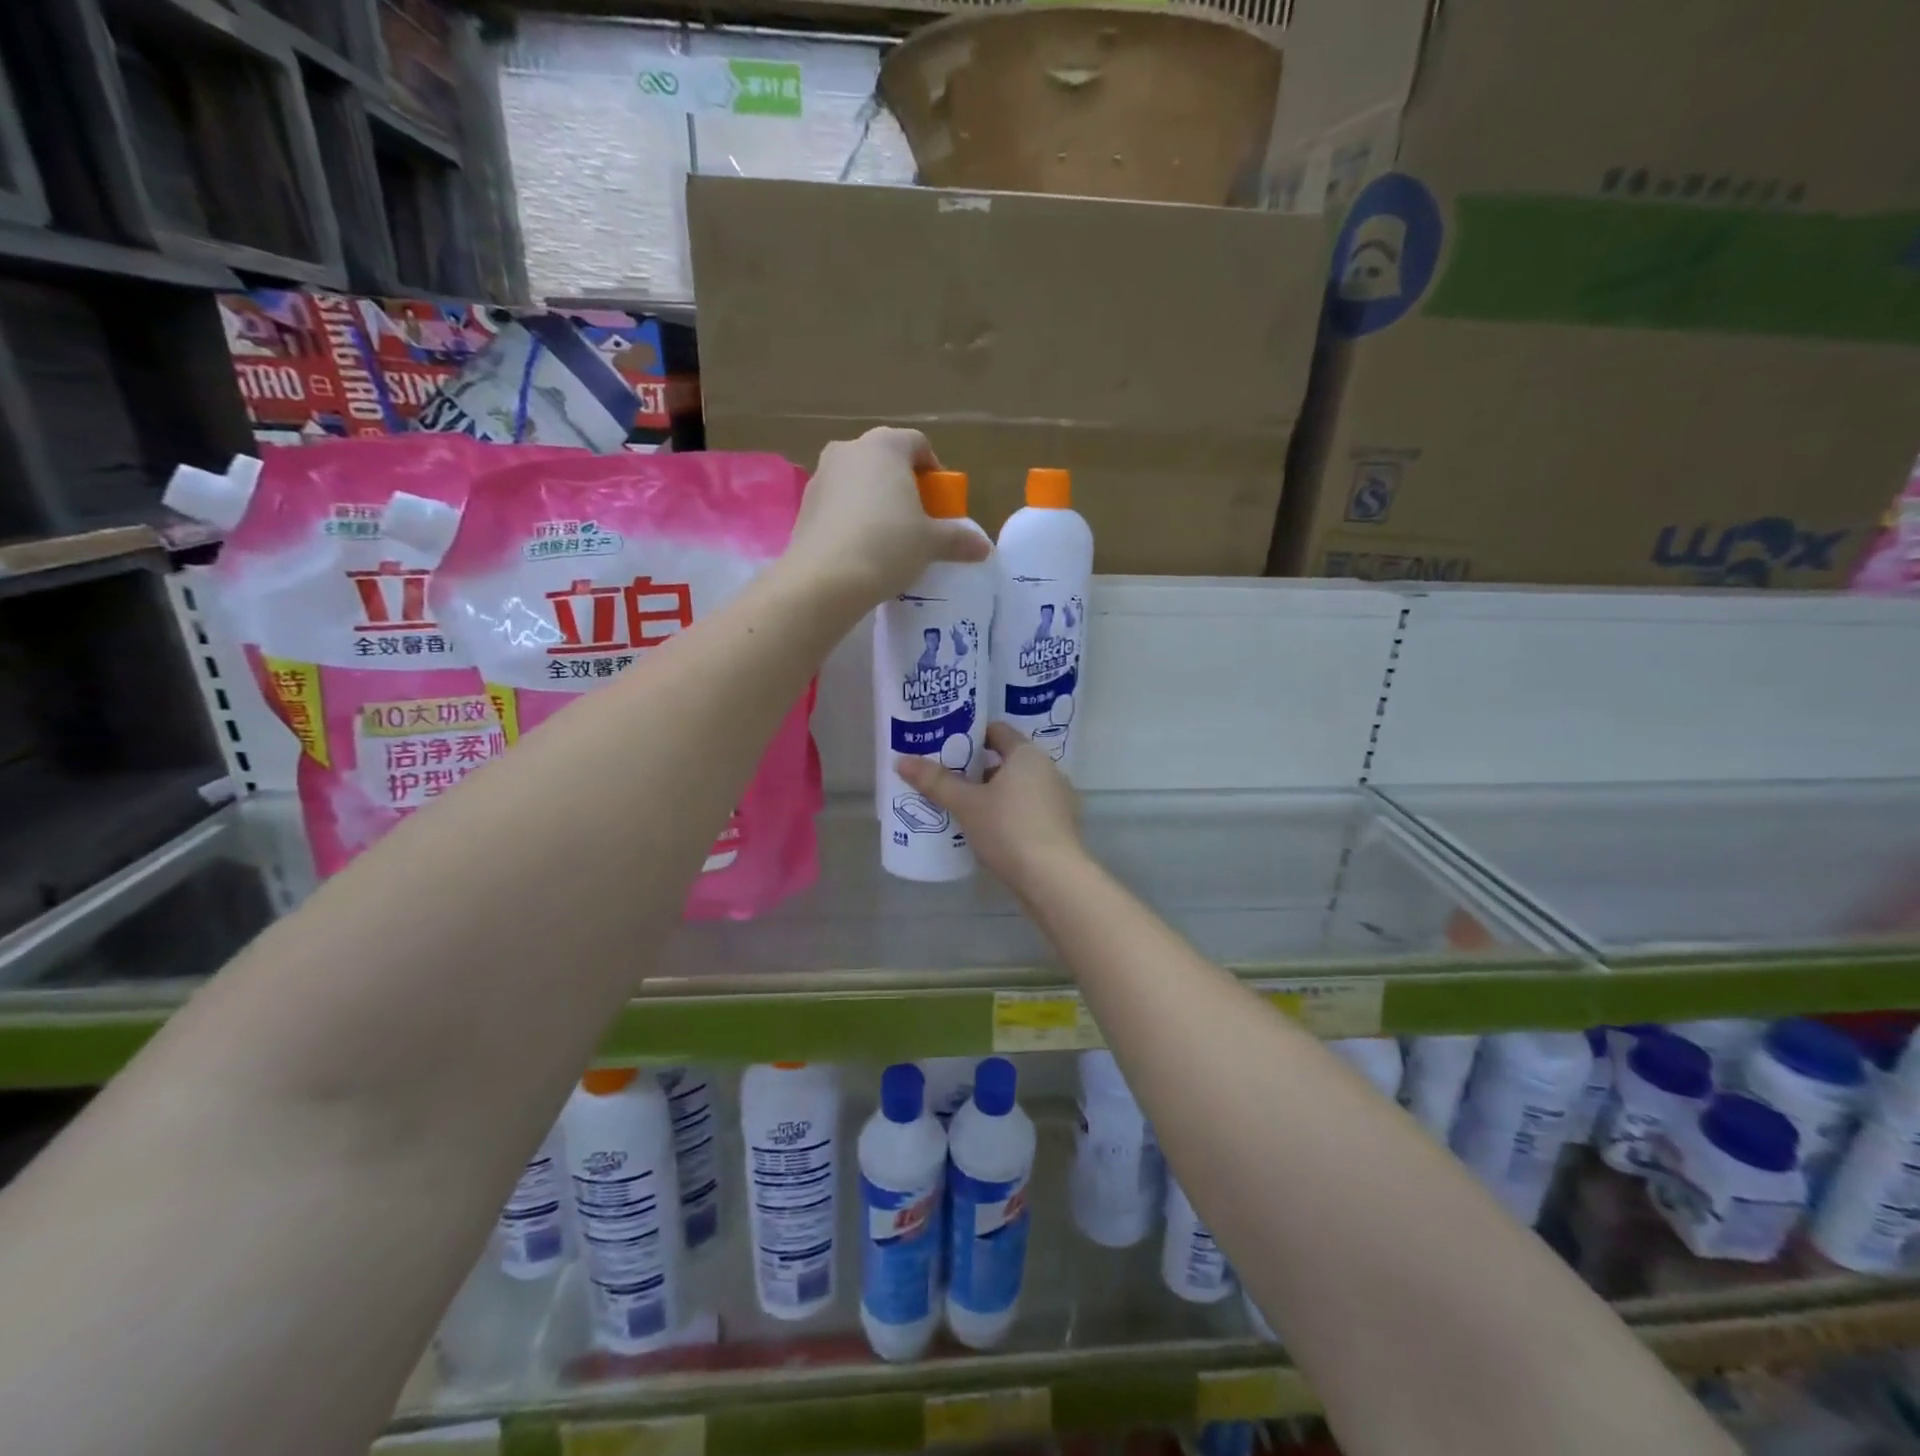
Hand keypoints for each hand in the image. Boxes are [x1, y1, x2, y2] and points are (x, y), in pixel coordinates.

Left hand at [787, 428, 990, 605]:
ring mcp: (821, 476)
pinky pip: (838, 504)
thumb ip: (958, 540)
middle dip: (903, 485)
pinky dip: (852, 518)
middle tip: (917, 520)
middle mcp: (849, 450)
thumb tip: (984, 548)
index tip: (941, 502)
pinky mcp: (804, 506)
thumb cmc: (887, 546)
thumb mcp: (931, 544)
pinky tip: (861, 549)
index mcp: (884, 446)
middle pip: (885, 460)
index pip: (917, 444)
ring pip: (858, 482)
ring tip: (888, 538)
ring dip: (875, 501)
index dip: (934, 471)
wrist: (825, 579)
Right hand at [896, 723, 1084, 889]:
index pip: (997, 730)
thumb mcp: (966, 804)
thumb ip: (936, 782)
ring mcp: (1057, 798)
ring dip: (991, 793)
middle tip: (945, 777)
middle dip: (976, 768)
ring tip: (959, 804)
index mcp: (1027, 754)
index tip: (945, 745)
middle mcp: (1048, 769)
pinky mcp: (1059, 825)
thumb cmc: (1008, 828)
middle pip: (1006, 760)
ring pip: (1017, 787)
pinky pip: (1027, 809)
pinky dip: (1007, 812)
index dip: (970, 734)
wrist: (1053, 878)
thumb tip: (901, 761)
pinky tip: (985, 829)